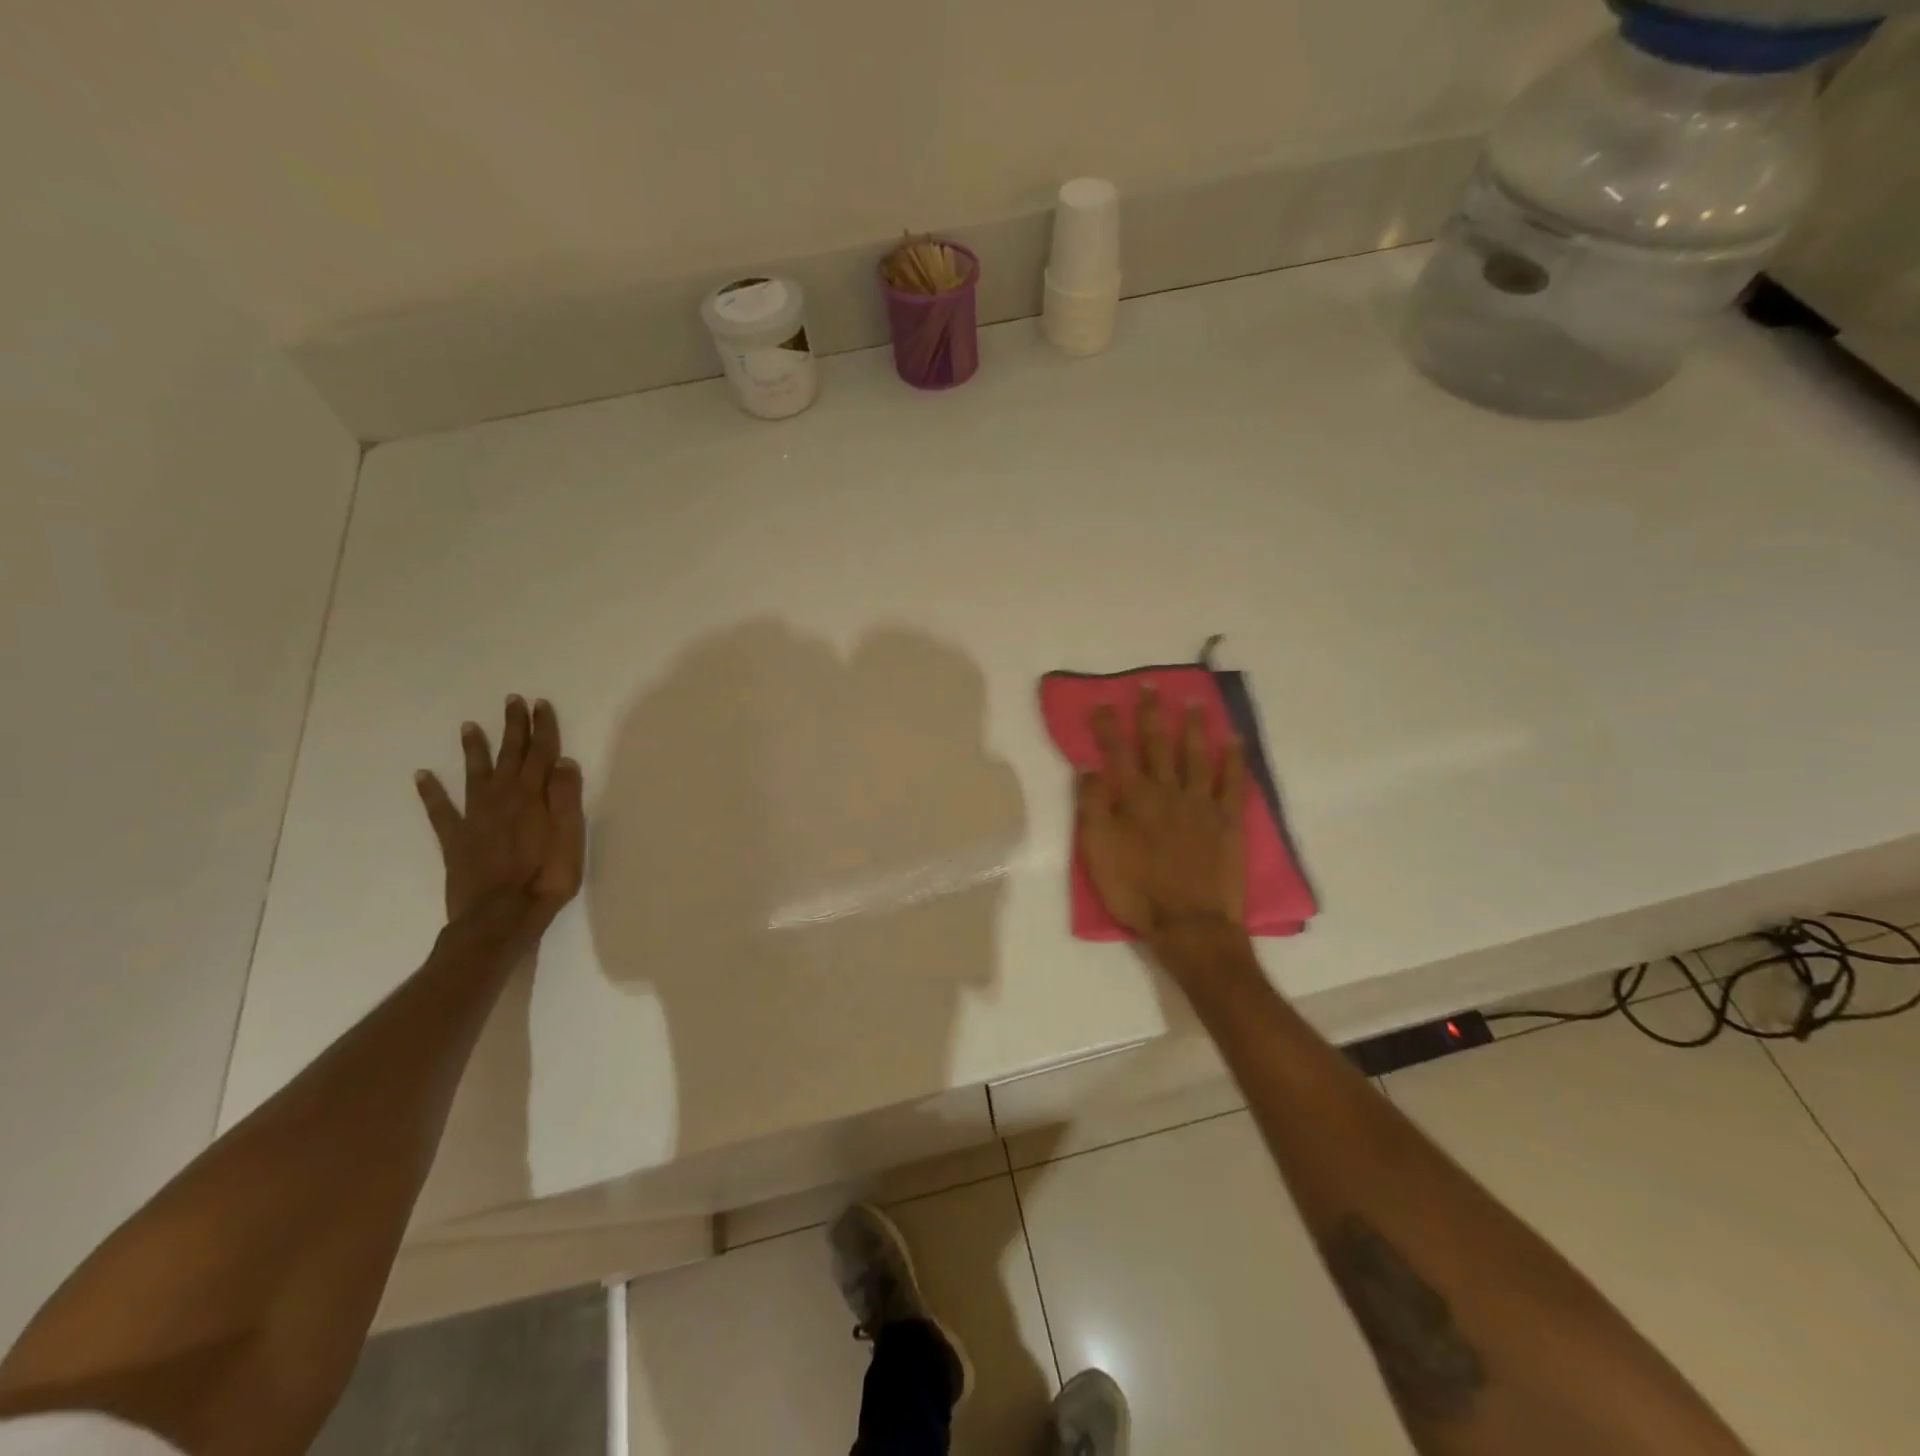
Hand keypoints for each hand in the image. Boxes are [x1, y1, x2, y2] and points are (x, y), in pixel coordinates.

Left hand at [415, 695, 585, 925]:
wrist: (500, 917)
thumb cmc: (546, 878)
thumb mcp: (571, 837)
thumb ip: (566, 798)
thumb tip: (563, 761)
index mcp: (533, 796)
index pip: (540, 754)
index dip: (542, 728)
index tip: (540, 704)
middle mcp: (502, 798)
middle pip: (510, 756)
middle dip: (513, 727)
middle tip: (512, 701)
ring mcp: (475, 818)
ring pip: (475, 774)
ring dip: (474, 750)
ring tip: (469, 727)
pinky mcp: (455, 839)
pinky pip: (440, 810)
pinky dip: (431, 792)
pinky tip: (422, 776)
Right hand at [1078, 688, 1245, 940]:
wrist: (1189, 924)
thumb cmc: (1136, 890)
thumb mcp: (1098, 852)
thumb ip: (1093, 806)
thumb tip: (1089, 767)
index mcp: (1134, 799)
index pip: (1117, 753)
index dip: (1109, 726)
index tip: (1103, 701)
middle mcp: (1168, 792)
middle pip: (1157, 745)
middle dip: (1151, 714)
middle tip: (1151, 685)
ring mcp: (1201, 804)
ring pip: (1196, 756)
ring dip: (1193, 727)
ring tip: (1193, 701)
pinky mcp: (1227, 821)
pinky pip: (1232, 783)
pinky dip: (1234, 759)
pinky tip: (1234, 740)